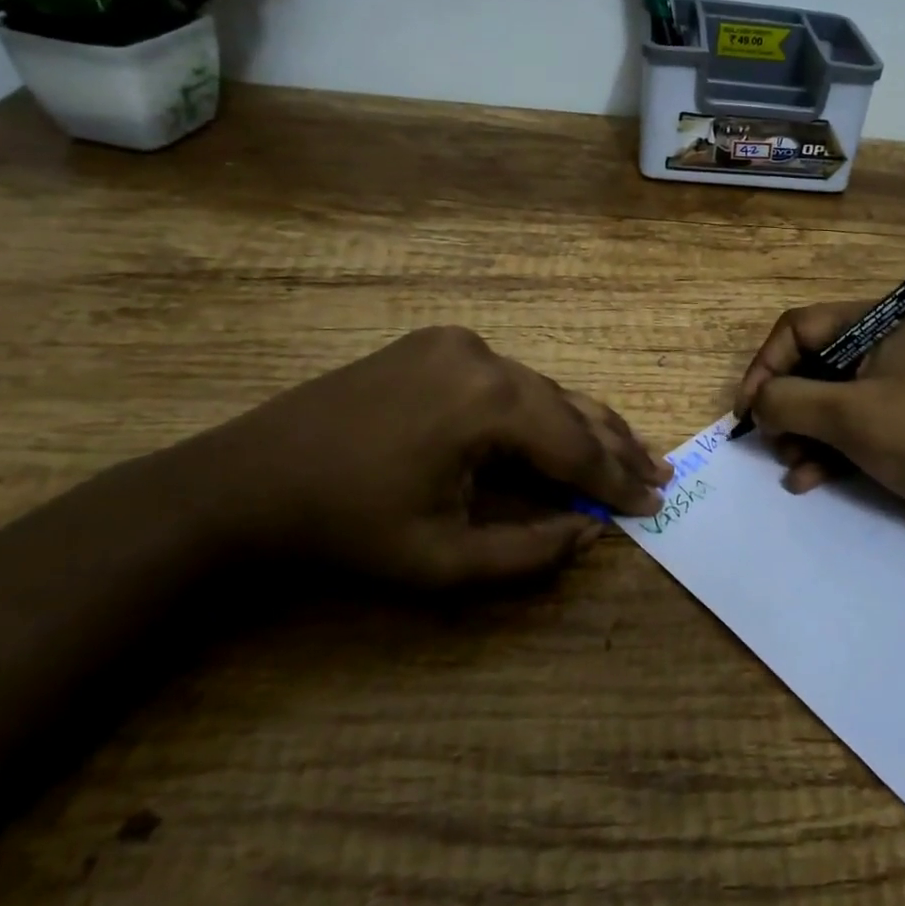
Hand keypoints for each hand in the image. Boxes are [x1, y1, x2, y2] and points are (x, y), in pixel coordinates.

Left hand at [219, 326, 669, 586]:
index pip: (575, 446)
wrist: (244, 484)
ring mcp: (457, 343)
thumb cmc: (346, 531)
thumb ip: (530, 552)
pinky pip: (507, 379)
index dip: (617, 481)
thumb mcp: (443, 561)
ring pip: (541, 389)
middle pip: (568, 408)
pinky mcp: (436, 344)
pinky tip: (560, 429)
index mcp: (488, 402)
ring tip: (629, 452)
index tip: (655, 504)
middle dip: (614, 447)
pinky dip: (538, 410)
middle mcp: (483, 356)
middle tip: (660, 473)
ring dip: (580, 425)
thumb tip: (592, 532)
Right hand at [733, 303, 904, 547]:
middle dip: (785, 406)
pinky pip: (848, 428)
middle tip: (771, 441)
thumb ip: (789, 401)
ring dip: (802, 433)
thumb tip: (756, 402)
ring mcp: (893, 387)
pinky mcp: (900, 425)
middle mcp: (884, 348)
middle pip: (811, 365)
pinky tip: (807, 480)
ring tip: (792, 465)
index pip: (799, 328)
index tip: (747, 410)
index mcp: (877, 324)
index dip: (766, 366)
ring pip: (826, 400)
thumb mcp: (849, 415)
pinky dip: (825, 451)